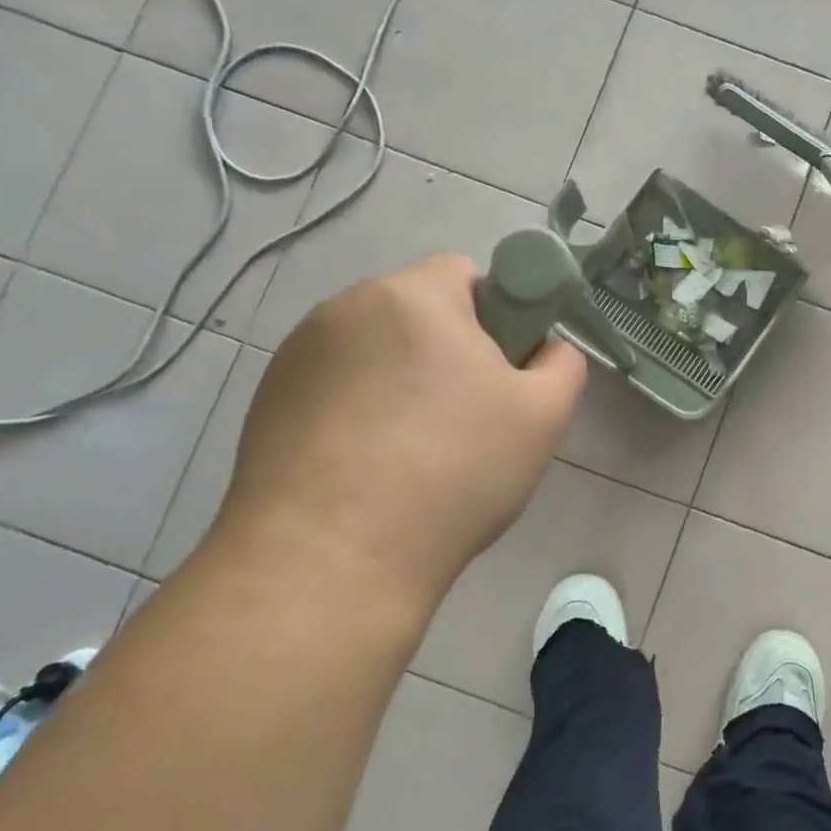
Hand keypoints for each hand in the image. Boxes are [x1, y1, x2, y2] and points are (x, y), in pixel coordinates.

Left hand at [217, 253, 586, 600]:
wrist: (332, 557)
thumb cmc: (454, 472)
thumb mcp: (544, 417)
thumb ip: (562, 364)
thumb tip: (542, 349)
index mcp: (415, 295)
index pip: (465, 273)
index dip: (496, 317)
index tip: (499, 376)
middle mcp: (347, 307)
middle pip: (417, 311)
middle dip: (447, 352)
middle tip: (465, 420)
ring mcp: (298, 354)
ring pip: (375, 351)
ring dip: (400, 381)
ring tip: (411, 454)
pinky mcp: (268, 400)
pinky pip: (334, 387)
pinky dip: (357, 412)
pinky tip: (367, 469)